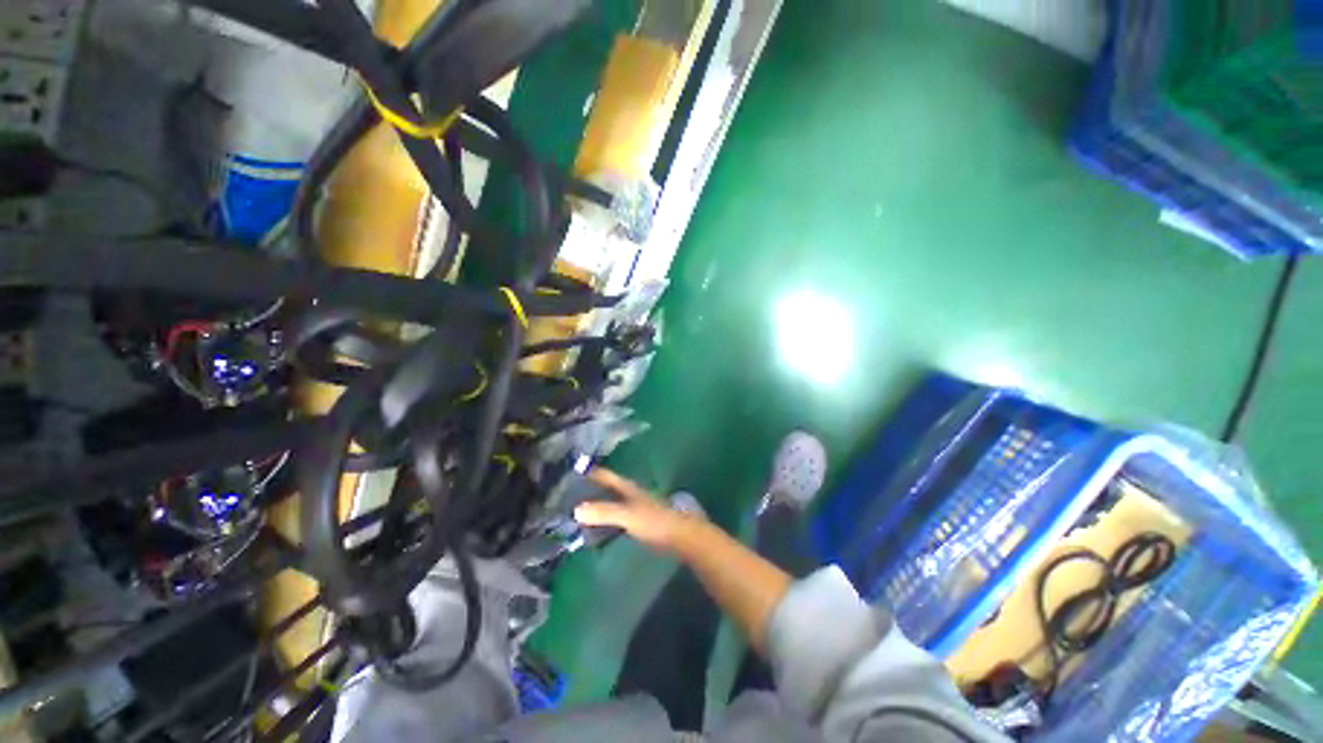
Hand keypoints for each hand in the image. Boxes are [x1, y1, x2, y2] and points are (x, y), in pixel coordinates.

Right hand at [574, 469, 705, 552]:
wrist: (682, 536)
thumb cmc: (655, 521)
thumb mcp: (628, 515)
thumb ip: (604, 512)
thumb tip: (576, 510)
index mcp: (629, 487)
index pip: (607, 475)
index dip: (592, 473)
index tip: (573, 471)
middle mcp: (632, 494)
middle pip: (609, 488)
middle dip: (592, 489)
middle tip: (570, 494)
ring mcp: (637, 508)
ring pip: (613, 502)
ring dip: (599, 505)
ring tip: (579, 512)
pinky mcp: (640, 522)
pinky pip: (618, 516)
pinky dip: (606, 518)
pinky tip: (598, 528)